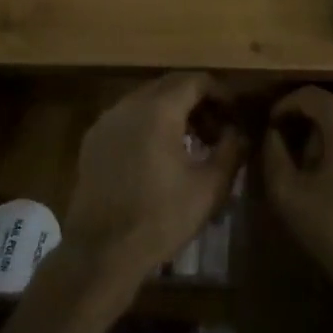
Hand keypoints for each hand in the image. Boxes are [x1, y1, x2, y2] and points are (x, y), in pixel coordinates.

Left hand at [63, 73, 245, 285]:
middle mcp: (129, 104)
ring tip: (192, 143)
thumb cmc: (161, 217)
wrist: (101, 252)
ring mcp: (107, 120)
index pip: (195, 80)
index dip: (220, 93)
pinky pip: (127, 117)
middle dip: (198, 101)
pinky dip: (149, 124)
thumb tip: (239, 132)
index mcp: (159, 109)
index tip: (235, 115)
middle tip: (217, 129)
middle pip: (170, 85)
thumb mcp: (209, 187)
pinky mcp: (92, 140)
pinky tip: (159, 155)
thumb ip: (231, 150)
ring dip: (173, 112)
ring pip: (147, 100)